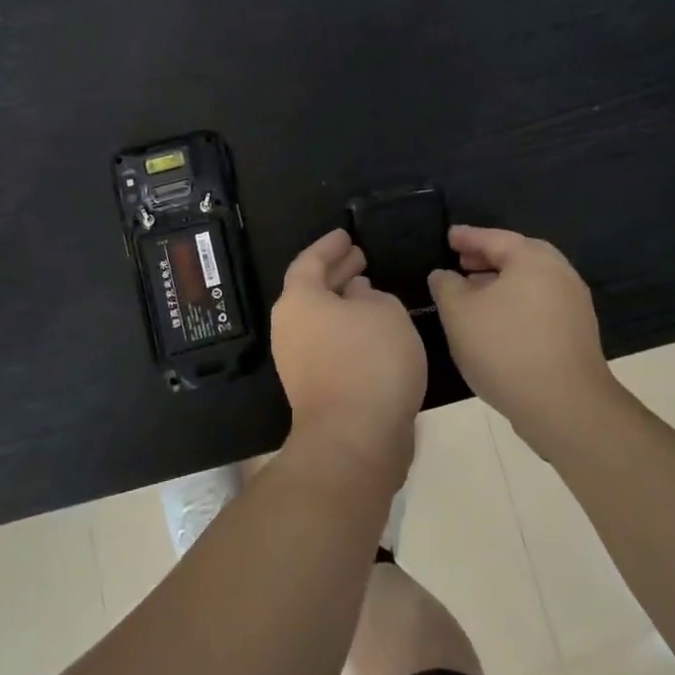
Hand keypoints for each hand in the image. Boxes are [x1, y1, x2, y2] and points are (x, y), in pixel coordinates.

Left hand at [271, 230, 426, 486]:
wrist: (354, 439)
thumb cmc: (370, 361)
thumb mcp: (385, 311)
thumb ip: (372, 295)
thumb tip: (357, 296)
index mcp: (299, 299)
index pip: (310, 260)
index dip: (330, 246)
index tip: (347, 234)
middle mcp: (290, 326)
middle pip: (311, 289)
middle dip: (336, 272)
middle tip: (360, 258)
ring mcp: (296, 360)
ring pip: (320, 318)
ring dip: (343, 303)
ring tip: (370, 290)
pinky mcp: (312, 387)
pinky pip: (328, 343)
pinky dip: (346, 329)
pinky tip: (372, 330)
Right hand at [428, 226, 615, 454]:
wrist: (566, 407)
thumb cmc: (506, 348)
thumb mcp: (459, 313)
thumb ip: (446, 286)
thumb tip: (444, 275)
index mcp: (533, 259)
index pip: (494, 238)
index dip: (467, 237)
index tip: (448, 236)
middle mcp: (559, 273)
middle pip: (517, 257)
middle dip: (487, 259)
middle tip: (461, 262)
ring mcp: (573, 305)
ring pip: (529, 283)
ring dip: (500, 284)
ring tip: (473, 294)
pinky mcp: (577, 334)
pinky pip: (539, 305)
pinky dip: (515, 304)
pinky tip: (496, 324)